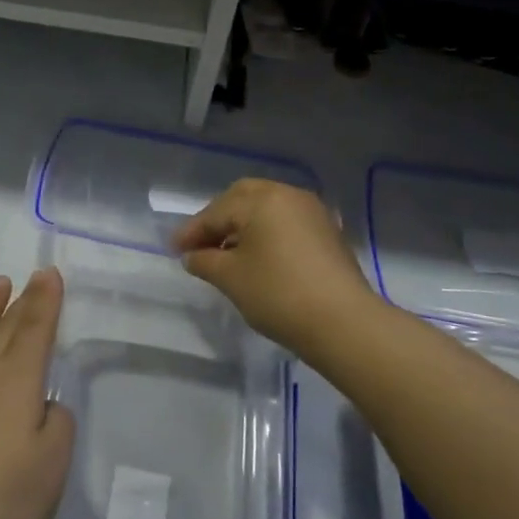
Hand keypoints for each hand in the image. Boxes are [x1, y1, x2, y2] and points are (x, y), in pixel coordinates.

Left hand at [0, 269, 74, 518]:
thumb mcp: (54, 463)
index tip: (49, 273)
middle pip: (4, 326)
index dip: (45, 300)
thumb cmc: (7, 502)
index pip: (35, 328)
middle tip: (30, 277)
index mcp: (16, 379)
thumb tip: (43, 406)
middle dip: (21, 299)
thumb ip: (56, 423)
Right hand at [173, 179, 380, 354]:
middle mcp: (288, 195)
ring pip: (267, 208)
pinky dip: (267, 232)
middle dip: (219, 219)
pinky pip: (287, 222)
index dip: (192, 232)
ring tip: (227, 253)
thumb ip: (205, 261)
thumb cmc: (278, 294)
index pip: (216, 212)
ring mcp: (312, 212)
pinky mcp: (328, 233)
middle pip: (243, 198)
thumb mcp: (231, 278)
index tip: (174, 250)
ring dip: (243, 225)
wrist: (343, 323)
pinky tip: (258, 257)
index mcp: (262, 199)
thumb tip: (193, 256)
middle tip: (201, 244)